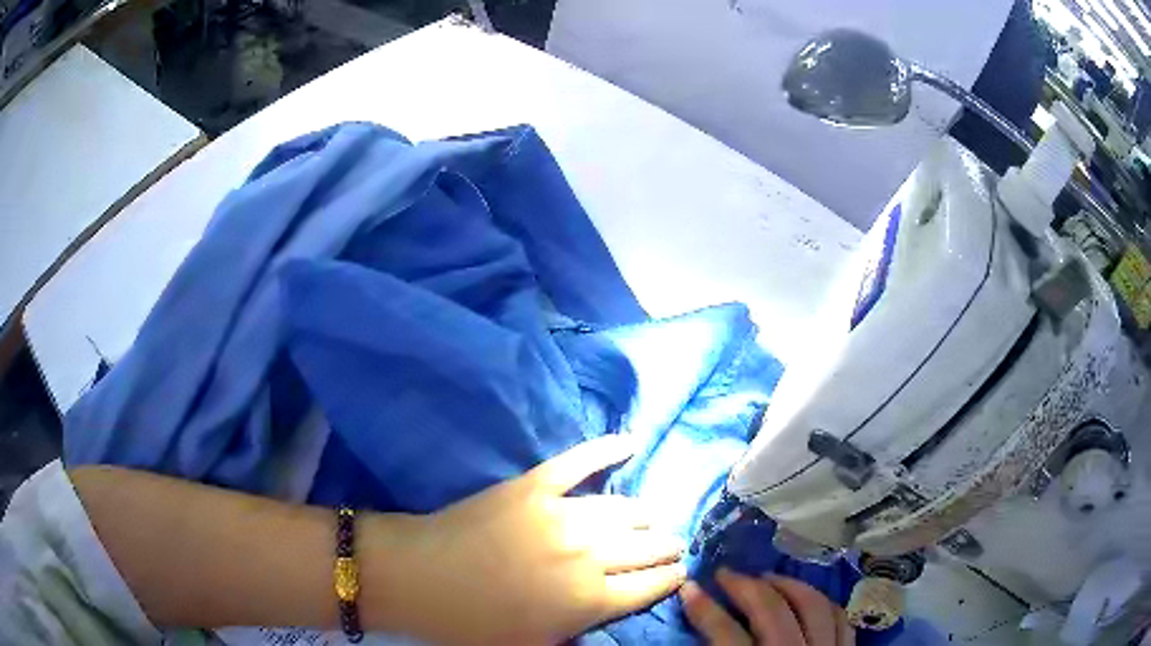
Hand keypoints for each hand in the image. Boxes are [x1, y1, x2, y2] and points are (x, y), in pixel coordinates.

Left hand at [381, 435, 686, 643]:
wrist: (418, 577)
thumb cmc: (471, 625)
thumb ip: (578, 636)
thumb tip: (609, 621)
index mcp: (587, 601)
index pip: (648, 587)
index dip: (669, 579)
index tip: (681, 571)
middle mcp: (587, 556)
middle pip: (645, 548)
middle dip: (667, 548)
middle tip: (675, 545)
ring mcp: (561, 515)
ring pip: (623, 510)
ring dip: (646, 516)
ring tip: (654, 519)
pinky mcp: (534, 485)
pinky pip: (579, 462)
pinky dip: (606, 449)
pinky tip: (630, 442)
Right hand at [681, 569, 853, 644]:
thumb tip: (695, 643)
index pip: (726, 637)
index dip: (704, 610)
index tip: (688, 589)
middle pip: (772, 612)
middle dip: (745, 587)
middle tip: (724, 574)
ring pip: (813, 606)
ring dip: (787, 585)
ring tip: (765, 578)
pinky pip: (841, 618)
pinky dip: (823, 601)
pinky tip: (805, 597)